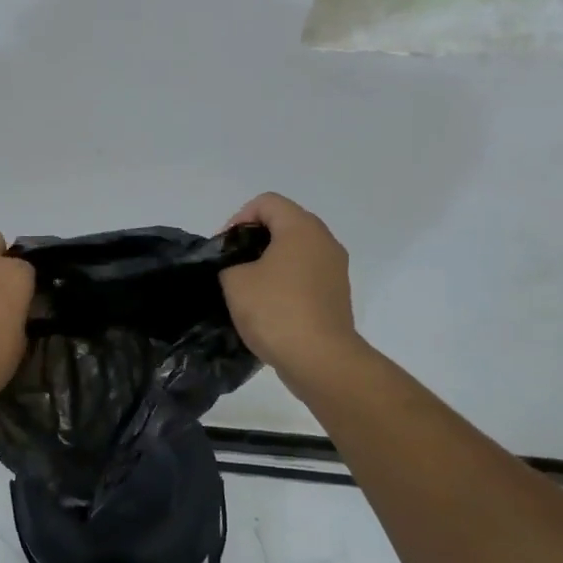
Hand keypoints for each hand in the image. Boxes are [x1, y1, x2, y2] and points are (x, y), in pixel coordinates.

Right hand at [219, 194, 358, 378]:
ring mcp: (335, 269)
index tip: (224, 247)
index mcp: (301, 228)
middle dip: (254, 240)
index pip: (266, 203)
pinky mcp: (337, 294)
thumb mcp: (235, 282)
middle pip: (284, 224)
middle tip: (232, 264)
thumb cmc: (275, 310)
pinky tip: (269, 306)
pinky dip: (286, 282)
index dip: (238, 218)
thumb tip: (238, 268)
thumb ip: (229, 263)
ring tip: (249, 287)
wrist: (320, 359)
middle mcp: (324, 241)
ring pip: (296, 251)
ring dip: (271, 262)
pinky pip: (306, 275)